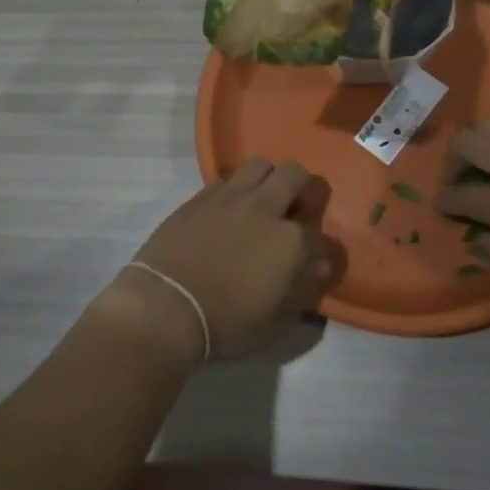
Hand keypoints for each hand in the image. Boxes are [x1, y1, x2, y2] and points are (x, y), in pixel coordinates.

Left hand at [101, 158, 343, 361]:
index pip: (322, 237)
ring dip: (268, 179)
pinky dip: (237, 189)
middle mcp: (265, 208)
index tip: (316, 262)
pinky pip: (228, 178)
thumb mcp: (275, 324)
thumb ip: (304, 290)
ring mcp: (231, 197)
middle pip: (296, 176)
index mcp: (291, 241)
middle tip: (294, 212)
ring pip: (261, 165)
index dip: (324, 252)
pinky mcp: (201, 196)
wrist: (165, 306)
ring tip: (262, 203)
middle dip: (303, 190)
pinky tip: (230, 210)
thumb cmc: (225, 323)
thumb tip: (319, 266)